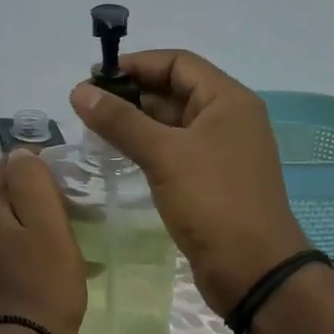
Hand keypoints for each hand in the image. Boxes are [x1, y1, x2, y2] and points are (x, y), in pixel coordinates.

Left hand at [0, 150, 87, 333]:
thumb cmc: (43, 285)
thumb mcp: (48, 225)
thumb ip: (33, 181)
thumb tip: (21, 152)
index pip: (13, 164)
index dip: (44, 169)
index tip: (72, 187)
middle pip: (8, 191)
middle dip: (37, 195)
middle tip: (73, 212)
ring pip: (7, 219)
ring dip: (32, 222)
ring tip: (64, 238)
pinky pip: (4, 245)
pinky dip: (24, 245)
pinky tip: (45, 262)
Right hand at [70, 50, 309, 314]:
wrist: (254, 271)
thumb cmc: (213, 201)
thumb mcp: (164, 155)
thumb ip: (120, 120)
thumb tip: (79, 91)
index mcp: (228, 100)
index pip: (178, 63)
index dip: (137, 64)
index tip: (95, 76)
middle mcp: (228, 118)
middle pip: (175, 89)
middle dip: (132, 92)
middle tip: (87, 105)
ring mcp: (221, 150)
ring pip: (173, 121)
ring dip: (136, 120)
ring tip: (94, 127)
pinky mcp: (212, 179)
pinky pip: (175, 149)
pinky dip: (148, 145)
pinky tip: (118, 153)